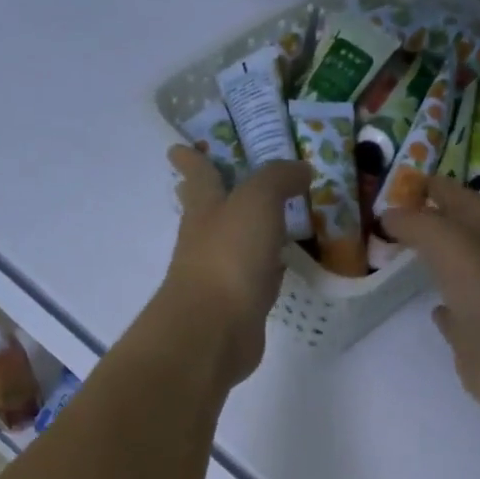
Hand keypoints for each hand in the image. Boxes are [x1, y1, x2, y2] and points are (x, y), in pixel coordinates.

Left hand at [157, 146, 311, 387]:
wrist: (215, 329)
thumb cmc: (229, 256)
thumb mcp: (257, 201)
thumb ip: (278, 179)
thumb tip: (301, 168)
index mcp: (204, 208)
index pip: (198, 175)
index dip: (191, 159)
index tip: (178, 148)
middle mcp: (207, 239)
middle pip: (208, 211)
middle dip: (211, 196)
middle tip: (218, 182)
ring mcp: (221, 276)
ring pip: (234, 246)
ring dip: (246, 234)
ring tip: (270, 222)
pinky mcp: (239, 306)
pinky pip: (255, 279)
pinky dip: (266, 270)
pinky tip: (280, 268)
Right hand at [383, 175, 479, 420]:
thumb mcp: (452, 243)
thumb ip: (419, 225)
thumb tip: (389, 216)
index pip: (460, 197)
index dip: (434, 187)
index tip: (402, 183)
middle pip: (459, 233)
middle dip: (432, 221)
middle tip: (395, 218)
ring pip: (456, 273)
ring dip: (436, 262)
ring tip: (403, 255)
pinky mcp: (475, 338)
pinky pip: (456, 317)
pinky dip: (444, 309)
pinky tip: (432, 308)